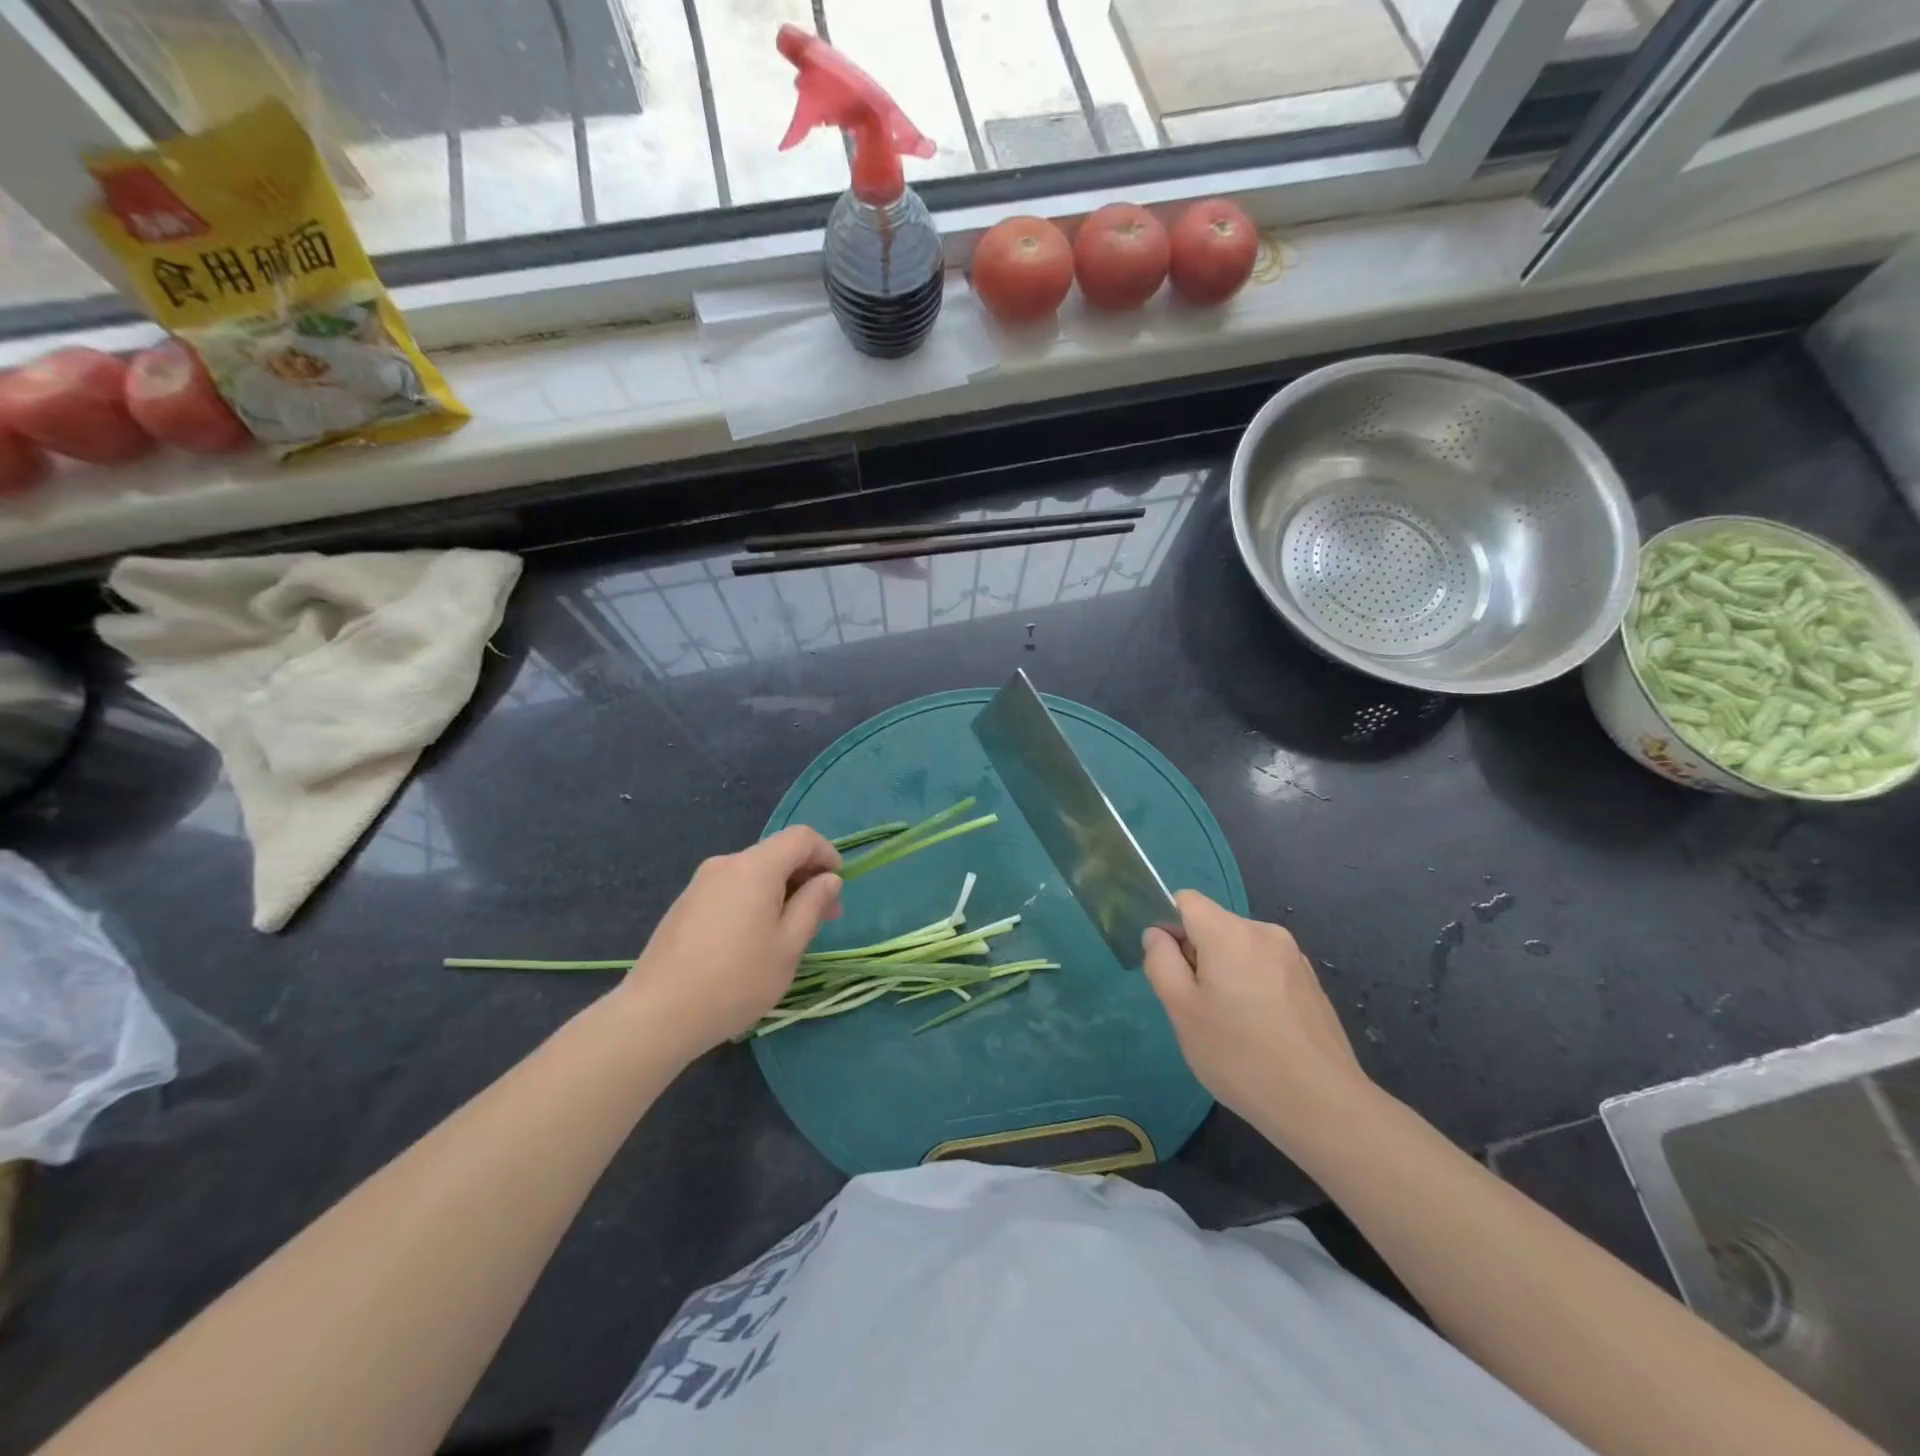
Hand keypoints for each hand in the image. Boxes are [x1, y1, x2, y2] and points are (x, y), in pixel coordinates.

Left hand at [620, 827, 842, 1057]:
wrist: (657, 1013)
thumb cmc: (736, 979)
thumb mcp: (788, 946)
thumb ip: (813, 905)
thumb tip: (829, 879)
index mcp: (755, 867)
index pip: (801, 837)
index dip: (827, 854)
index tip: (838, 886)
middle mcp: (726, 864)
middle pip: (776, 854)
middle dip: (805, 878)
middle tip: (824, 918)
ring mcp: (700, 883)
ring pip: (753, 874)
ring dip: (780, 892)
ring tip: (789, 934)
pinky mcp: (685, 905)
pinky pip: (731, 890)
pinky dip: (754, 902)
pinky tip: (753, 941)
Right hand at [1143, 891, 1372, 1149]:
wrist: (1323, 1106)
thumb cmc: (1240, 1055)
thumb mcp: (1181, 1011)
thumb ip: (1161, 962)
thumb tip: (1157, 934)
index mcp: (1230, 932)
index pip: (1186, 900)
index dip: (1169, 927)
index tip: (1172, 969)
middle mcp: (1265, 932)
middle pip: (1214, 925)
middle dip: (1197, 955)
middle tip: (1197, 1007)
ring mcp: (1293, 957)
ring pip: (1240, 949)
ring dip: (1225, 973)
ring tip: (1230, 1025)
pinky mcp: (1311, 983)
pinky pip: (1265, 969)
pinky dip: (1252, 987)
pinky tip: (1260, 1033)